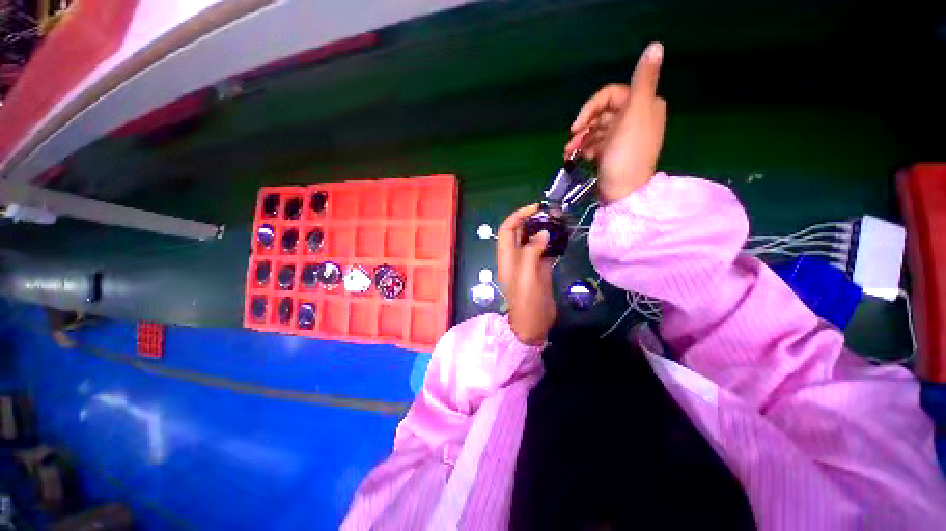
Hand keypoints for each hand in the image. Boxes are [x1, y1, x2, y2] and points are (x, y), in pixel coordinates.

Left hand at [497, 204, 556, 345]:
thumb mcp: (526, 276)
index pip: (507, 229)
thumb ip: (531, 252)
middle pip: (520, 232)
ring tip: (560, 221)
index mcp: (507, 257)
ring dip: (544, 230)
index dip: (518, 216)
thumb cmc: (526, 302)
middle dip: (533, 220)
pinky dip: (552, 242)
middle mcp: (515, 257)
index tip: (536, 208)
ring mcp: (528, 263)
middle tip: (552, 213)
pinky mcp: (540, 269)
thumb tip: (542, 233)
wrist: (534, 325)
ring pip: (533, 240)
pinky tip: (563, 237)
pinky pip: (544, 251)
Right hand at [564, 42, 665, 203]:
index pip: (610, 95)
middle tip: (571, 140)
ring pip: (596, 129)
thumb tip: (656, 45)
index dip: (590, 108)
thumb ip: (643, 80)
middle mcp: (635, 118)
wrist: (623, 193)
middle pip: (601, 113)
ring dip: (580, 139)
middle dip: (583, 126)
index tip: (576, 126)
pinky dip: (586, 148)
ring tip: (568, 153)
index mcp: (643, 105)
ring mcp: (623, 137)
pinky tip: (578, 158)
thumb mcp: (635, 114)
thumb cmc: (626, 155)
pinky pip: (596, 143)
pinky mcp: (613, 152)